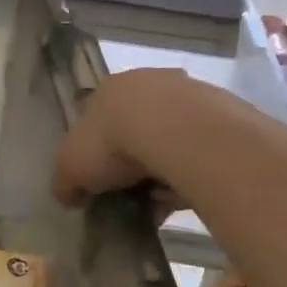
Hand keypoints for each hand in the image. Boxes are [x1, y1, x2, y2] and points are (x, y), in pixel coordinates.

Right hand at [53, 68, 200, 210]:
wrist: (177, 131)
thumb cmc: (113, 142)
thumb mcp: (70, 168)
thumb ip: (66, 182)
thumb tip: (69, 195)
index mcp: (108, 90)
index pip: (96, 121)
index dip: (96, 154)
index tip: (99, 184)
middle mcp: (147, 83)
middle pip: (136, 128)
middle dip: (133, 164)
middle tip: (132, 196)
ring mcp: (187, 93)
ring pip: (170, 139)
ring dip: (163, 171)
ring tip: (161, 203)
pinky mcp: (221, 113)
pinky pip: (199, 150)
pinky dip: (190, 171)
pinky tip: (185, 195)